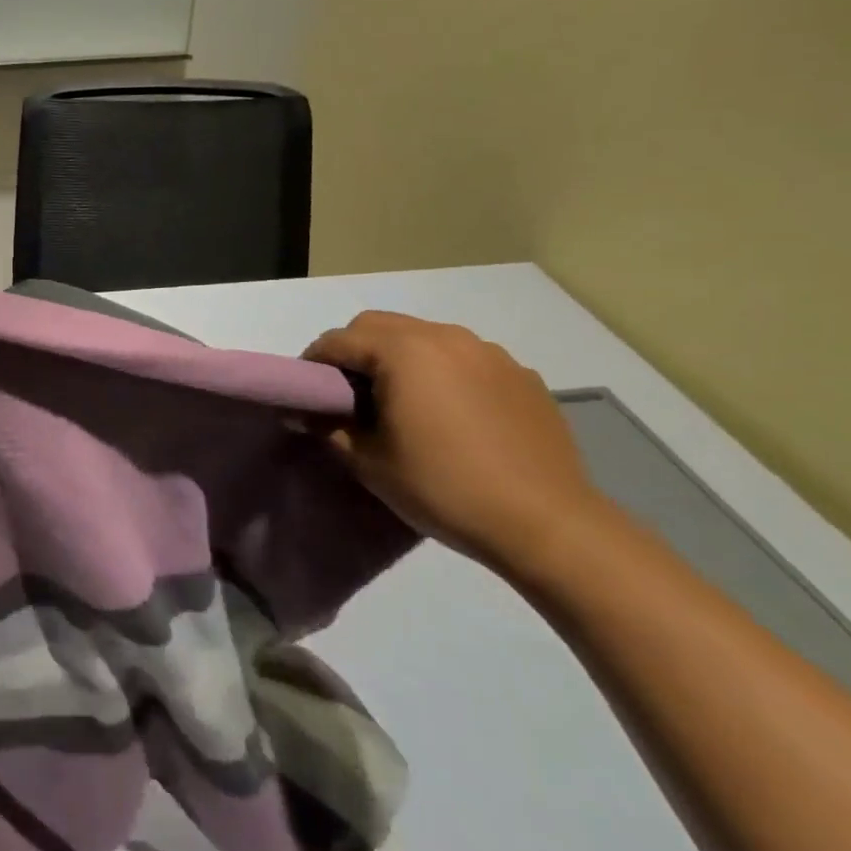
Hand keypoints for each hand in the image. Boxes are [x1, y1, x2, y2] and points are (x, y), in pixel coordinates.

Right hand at [305, 311, 609, 571]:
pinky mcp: (522, 375)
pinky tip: (452, 414)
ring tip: (402, 402)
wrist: (547, 525)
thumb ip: (329, 428)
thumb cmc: (444, 488)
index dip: (314, 362)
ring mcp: (489, 353)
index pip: (338, 340)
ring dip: (400, 357)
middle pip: (379, 325)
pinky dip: (444, 372)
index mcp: (403, 351)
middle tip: (349, 393)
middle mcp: (445, 336)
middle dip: (354, 350)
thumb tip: (303, 414)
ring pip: (424, 337)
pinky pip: (465, 359)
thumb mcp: (369, 463)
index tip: (307, 391)